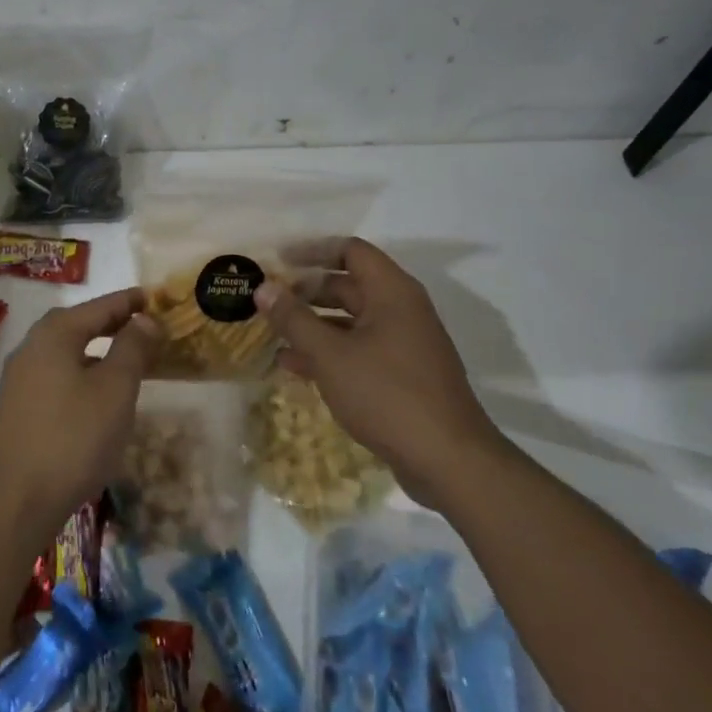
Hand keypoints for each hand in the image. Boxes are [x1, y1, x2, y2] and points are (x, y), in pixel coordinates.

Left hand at [0, 288, 160, 535]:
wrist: (16, 500)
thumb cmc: (74, 438)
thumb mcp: (115, 390)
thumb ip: (132, 349)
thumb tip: (144, 319)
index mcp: (54, 334)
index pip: (98, 306)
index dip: (128, 302)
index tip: (152, 296)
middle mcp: (31, 347)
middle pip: (76, 325)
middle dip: (109, 323)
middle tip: (140, 324)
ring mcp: (18, 378)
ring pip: (64, 352)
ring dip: (93, 350)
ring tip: (122, 359)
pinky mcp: (15, 407)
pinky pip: (54, 375)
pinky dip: (79, 373)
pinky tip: (93, 395)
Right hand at [255, 239, 503, 503]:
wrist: (448, 461)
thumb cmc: (387, 395)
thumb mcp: (330, 355)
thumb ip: (293, 319)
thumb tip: (262, 287)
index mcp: (392, 292)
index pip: (350, 250)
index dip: (312, 250)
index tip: (278, 260)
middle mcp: (402, 310)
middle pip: (348, 285)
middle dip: (306, 291)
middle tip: (268, 300)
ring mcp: (404, 344)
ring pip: (351, 320)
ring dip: (313, 324)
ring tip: (272, 334)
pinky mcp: (403, 375)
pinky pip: (359, 349)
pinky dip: (329, 351)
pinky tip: (295, 367)